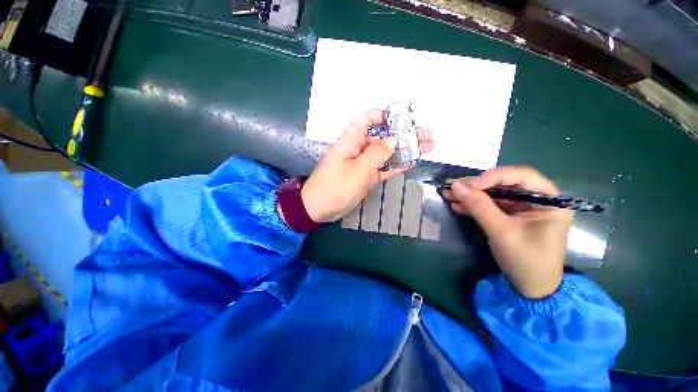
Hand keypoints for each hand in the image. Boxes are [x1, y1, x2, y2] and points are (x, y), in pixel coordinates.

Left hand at [300, 108, 433, 222]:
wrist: (319, 209)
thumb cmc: (335, 186)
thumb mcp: (357, 169)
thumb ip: (376, 154)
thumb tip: (393, 139)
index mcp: (352, 140)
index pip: (368, 119)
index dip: (385, 115)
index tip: (404, 118)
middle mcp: (358, 148)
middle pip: (383, 136)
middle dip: (405, 134)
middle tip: (428, 134)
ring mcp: (363, 164)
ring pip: (387, 153)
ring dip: (405, 150)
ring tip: (428, 147)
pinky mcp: (366, 177)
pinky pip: (383, 168)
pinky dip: (397, 165)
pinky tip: (413, 161)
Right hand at [443, 167, 573, 297]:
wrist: (529, 288)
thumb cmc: (526, 261)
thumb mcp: (502, 232)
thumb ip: (479, 207)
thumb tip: (455, 186)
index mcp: (549, 200)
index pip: (521, 176)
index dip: (492, 177)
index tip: (467, 185)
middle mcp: (537, 199)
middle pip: (504, 183)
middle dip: (476, 186)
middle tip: (452, 187)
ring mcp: (522, 207)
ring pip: (493, 193)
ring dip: (470, 194)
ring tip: (449, 194)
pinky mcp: (509, 215)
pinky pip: (489, 204)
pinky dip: (472, 204)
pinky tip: (457, 205)